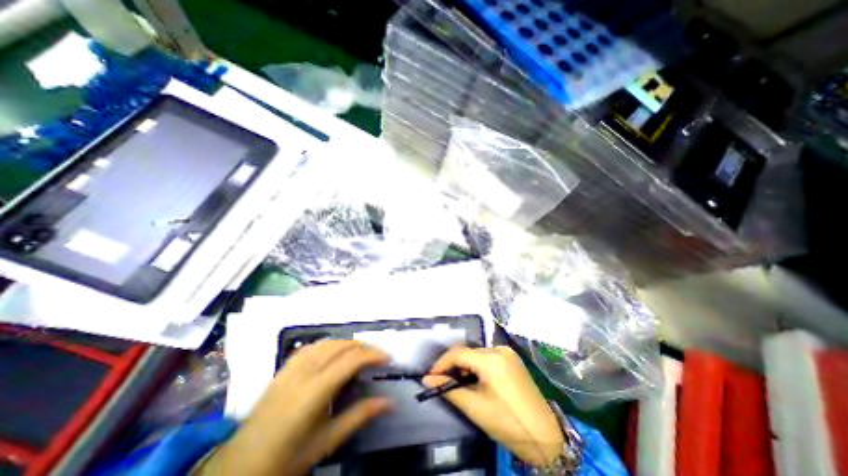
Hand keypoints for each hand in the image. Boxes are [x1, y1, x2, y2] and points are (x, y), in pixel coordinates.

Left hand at [201, 340, 390, 474]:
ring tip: (360, 353)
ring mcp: (291, 368)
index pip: (350, 360)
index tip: (387, 359)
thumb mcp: (327, 441)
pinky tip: (333, 352)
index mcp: (314, 391)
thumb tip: (389, 402)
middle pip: (340, 346)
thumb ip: (360, 415)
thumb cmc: (287, 458)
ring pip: (326, 342)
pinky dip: (328, 344)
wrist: (240, 467)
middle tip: (377, 357)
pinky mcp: (283, 369)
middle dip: (363, 347)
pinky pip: (311, 347)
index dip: (372, 355)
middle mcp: (303, 372)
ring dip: (347, 343)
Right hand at [422, 346, 560, 463]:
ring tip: (459, 383)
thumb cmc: (507, 423)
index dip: (442, 364)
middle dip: (454, 366)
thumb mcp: (475, 407)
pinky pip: (488, 357)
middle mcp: (499, 349)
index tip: (431, 377)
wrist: (544, 436)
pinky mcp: (512, 359)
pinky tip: (476, 380)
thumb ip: (449, 389)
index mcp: (491, 359)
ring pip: (477, 354)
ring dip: (465, 366)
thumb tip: (427, 380)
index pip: (458, 353)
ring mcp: (507, 353)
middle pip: (468, 352)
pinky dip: (477, 366)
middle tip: (444, 382)